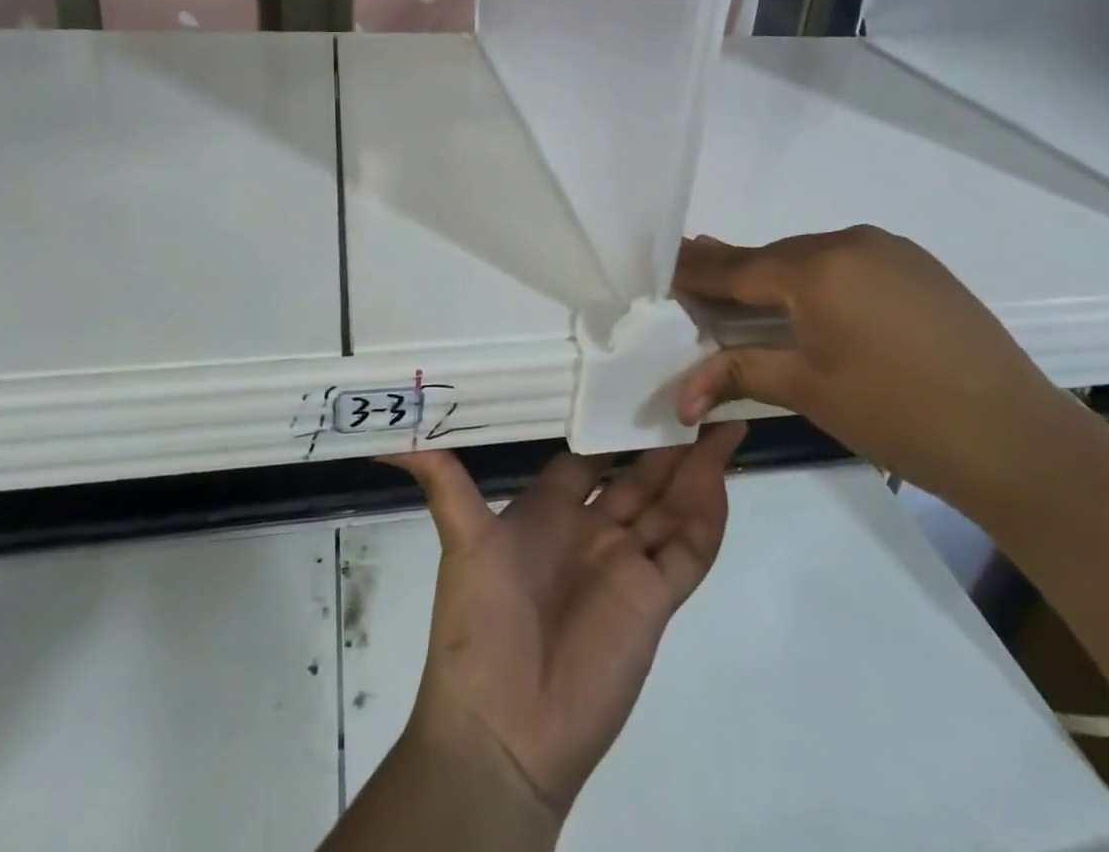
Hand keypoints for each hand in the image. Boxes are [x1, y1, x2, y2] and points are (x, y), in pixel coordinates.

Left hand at [385, 425, 744, 820]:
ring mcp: (626, 564)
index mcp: (552, 509)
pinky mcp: (653, 600)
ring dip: (696, 468)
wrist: (502, 729)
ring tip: (724, 421)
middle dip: (666, 440)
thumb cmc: (479, 624)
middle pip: (640, 475)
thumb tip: (385, 440)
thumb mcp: (460, 538)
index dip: (611, 422)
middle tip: (697, 393)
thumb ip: (440, 479)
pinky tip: (720, 477)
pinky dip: (707, 515)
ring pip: (671, 504)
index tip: (634, 380)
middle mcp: (593, 530)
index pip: (591, 455)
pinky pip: (688, 549)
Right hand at [673, 228, 1077, 522]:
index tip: (661, 266)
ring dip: (776, 275)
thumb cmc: (899, 417)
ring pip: (810, 256)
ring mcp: (889, 249)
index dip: (695, 270)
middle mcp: (849, 242)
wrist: (1019, 441)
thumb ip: (736, 374)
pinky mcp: (917, 265)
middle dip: (731, 271)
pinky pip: (847, 261)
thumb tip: (678, 397)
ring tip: (743, 293)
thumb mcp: (808, 391)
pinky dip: (817, 277)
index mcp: (817, 270)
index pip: (736, 267)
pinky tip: (810, 300)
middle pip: (772, 257)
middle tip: (692, 279)